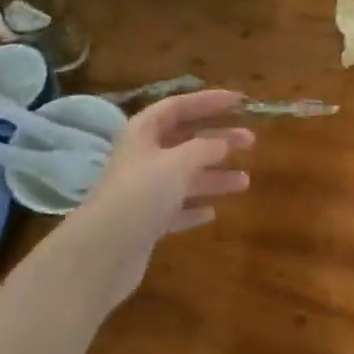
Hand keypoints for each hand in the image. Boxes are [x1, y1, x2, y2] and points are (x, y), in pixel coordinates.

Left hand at [65, 89, 253, 303]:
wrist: (103, 252)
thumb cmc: (141, 194)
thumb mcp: (177, 163)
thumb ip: (204, 148)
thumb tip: (223, 142)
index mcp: (143, 133)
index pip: (179, 106)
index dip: (209, 101)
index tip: (240, 101)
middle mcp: (143, 158)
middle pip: (185, 141)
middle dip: (218, 140)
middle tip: (251, 141)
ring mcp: (144, 192)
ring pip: (185, 177)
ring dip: (214, 176)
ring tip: (245, 182)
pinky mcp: (146, 223)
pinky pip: (176, 209)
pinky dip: (194, 207)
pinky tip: (212, 213)